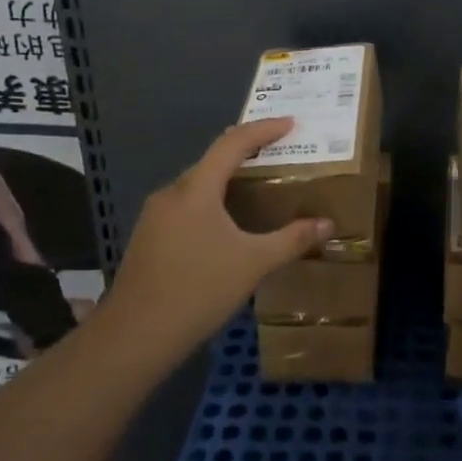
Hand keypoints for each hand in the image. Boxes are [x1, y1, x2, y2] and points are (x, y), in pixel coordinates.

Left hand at [101, 118, 329, 359]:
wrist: (134, 337)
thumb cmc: (198, 290)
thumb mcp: (254, 263)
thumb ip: (292, 239)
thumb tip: (327, 224)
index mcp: (196, 189)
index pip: (233, 143)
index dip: (263, 129)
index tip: (290, 123)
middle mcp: (172, 194)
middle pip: (213, 161)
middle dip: (247, 154)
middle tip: (279, 155)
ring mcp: (155, 217)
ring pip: (198, 186)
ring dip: (228, 181)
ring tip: (259, 189)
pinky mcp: (149, 239)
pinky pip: (187, 206)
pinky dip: (213, 203)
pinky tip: (228, 226)